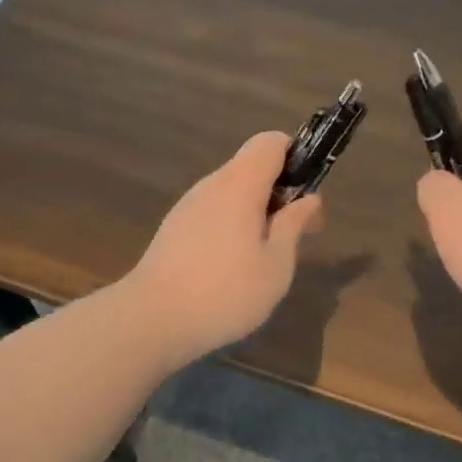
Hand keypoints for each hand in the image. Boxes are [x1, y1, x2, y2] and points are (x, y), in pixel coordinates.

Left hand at [126, 131, 323, 364]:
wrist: (152, 320)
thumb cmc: (225, 293)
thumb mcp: (275, 265)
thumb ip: (293, 226)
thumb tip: (309, 199)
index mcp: (240, 185)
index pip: (270, 142)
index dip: (295, 156)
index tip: (306, 194)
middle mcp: (210, 185)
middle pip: (251, 168)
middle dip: (278, 193)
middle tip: (295, 236)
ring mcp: (187, 207)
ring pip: (230, 194)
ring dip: (254, 214)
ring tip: (264, 259)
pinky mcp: (173, 229)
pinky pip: (212, 214)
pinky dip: (231, 228)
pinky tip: (232, 269)